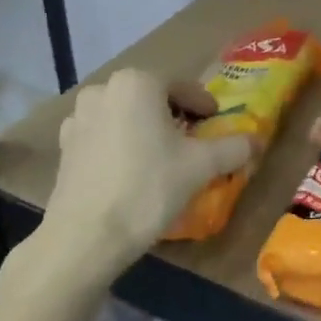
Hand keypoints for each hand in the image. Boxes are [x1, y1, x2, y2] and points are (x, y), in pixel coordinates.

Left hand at [46, 68, 252, 268]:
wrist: (85, 237)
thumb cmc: (148, 188)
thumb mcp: (200, 166)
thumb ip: (233, 147)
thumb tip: (256, 141)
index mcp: (138, 82)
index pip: (182, 87)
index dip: (204, 106)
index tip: (215, 124)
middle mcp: (104, 89)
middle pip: (151, 97)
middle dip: (173, 115)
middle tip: (192, 141)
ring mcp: (78, 117)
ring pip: (125, 115)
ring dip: (145, 128)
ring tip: (161, 157)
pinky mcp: (64, 145)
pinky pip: (103, 135)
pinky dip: (120, 144)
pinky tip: (130, 171)